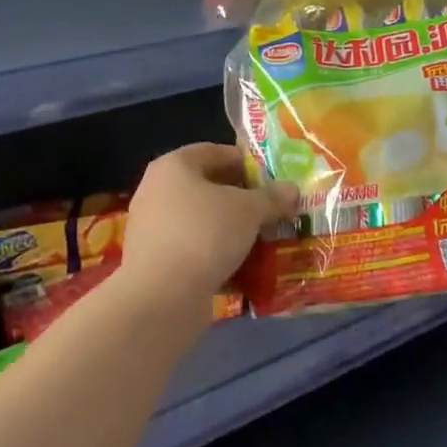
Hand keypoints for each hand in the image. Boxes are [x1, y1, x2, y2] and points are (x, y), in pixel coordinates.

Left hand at [121, 143, 299, 300]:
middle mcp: (157, 191)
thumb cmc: (205, 233)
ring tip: (263, 238)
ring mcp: (153, 228)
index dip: (245, 160)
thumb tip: (292, 189)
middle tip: (272, 208)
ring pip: (202, 221)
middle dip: (241, 198)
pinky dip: (217, 254)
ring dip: (231, 228)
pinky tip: (244, 266)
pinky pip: (194, 249)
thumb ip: (272, 197)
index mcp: (173, 166)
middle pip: (207, 187)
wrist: (163, 295)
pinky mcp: (156, 262)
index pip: (213, 151)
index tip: (272, 176)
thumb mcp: (249, 210)